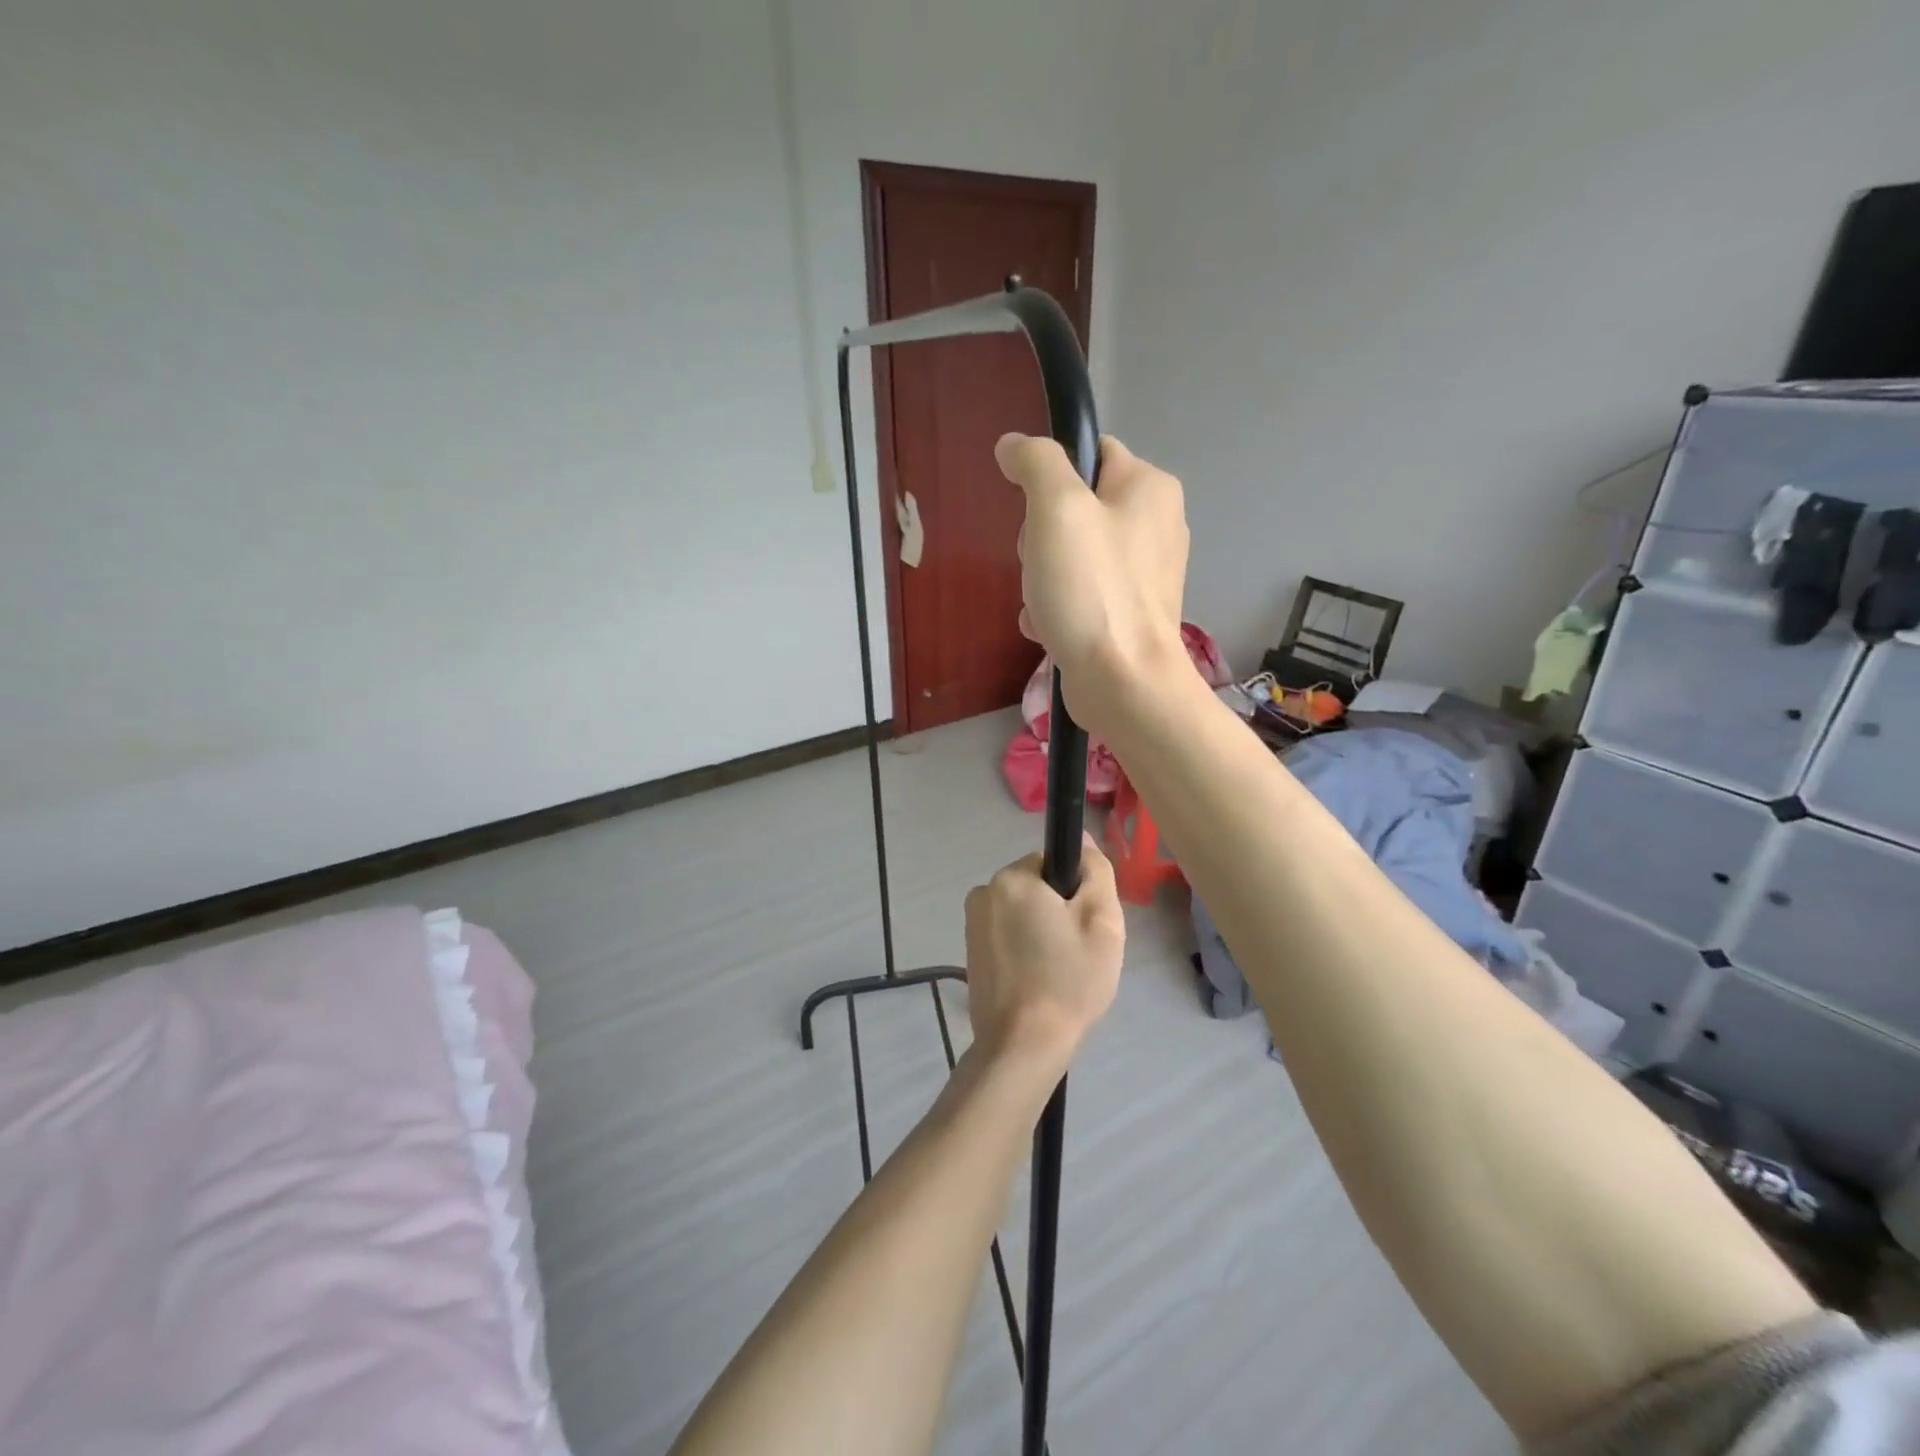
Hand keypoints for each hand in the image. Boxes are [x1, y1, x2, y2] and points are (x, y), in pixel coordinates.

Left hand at [963, 836, 1124, 1069]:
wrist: (1023, 1045)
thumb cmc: (1068, 981)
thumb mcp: (1102, 922)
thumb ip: (1095, 871)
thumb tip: (1080, 838)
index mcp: (1012, 878)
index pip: (1054, 864)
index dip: (1076, 892)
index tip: (1085, 927)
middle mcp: (983, 892)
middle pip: (1037, 888)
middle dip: (1059, 913)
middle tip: (1078, 953)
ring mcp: (971, 924)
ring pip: (1023, 914)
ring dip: (1042, 933)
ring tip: (1059, 972)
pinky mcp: (970, 952)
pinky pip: (1007, 936)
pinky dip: (1024, 950)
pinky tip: (1037, 982)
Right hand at [995, 433, 1190, 736]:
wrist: (1123, 683)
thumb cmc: (1092, 590)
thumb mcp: (1056, 509)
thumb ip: (1035, 463)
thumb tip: (1013, 445)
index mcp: (1150, 487)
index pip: (1091, 453)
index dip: (1051, 477)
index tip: (1034, 514)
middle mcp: (1156, 524)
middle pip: (1075, 508)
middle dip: (1042, 537)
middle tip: (1040, 564)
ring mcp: (1144, 574)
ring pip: (1071, 555)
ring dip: (1042, 578)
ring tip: (1043, 603)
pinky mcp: (1129, 614)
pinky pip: (1081, 594)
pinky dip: (1057, 608)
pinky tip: (1048, 627)